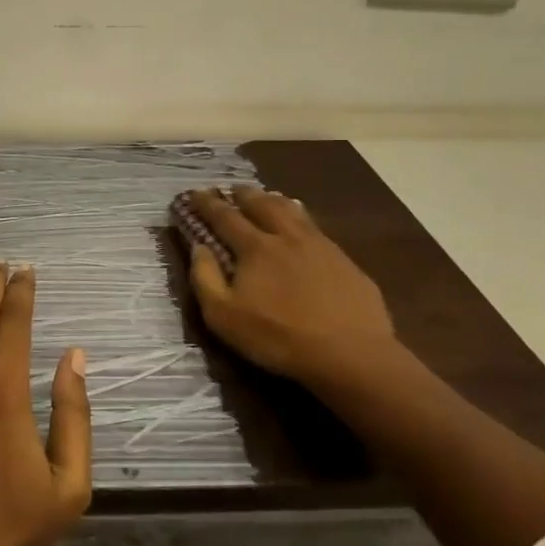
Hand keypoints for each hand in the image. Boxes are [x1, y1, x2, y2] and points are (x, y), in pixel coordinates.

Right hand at [186, 186, 398, 391]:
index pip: (224, 216)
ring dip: (274, 200)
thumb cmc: (279, 337)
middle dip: (243, 194)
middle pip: (261, 204)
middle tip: (232, 190)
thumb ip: (205, 278)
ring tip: (267, 197)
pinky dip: (302, 219)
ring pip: (293, 211)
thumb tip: (199, 247)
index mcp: (255, 247)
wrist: (351, 355)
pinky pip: (317, 229)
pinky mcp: (345, 261)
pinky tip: (304, 226)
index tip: (194, 193)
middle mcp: (286, 236)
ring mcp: (320, 246)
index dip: (207, 203)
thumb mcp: (224, 317)